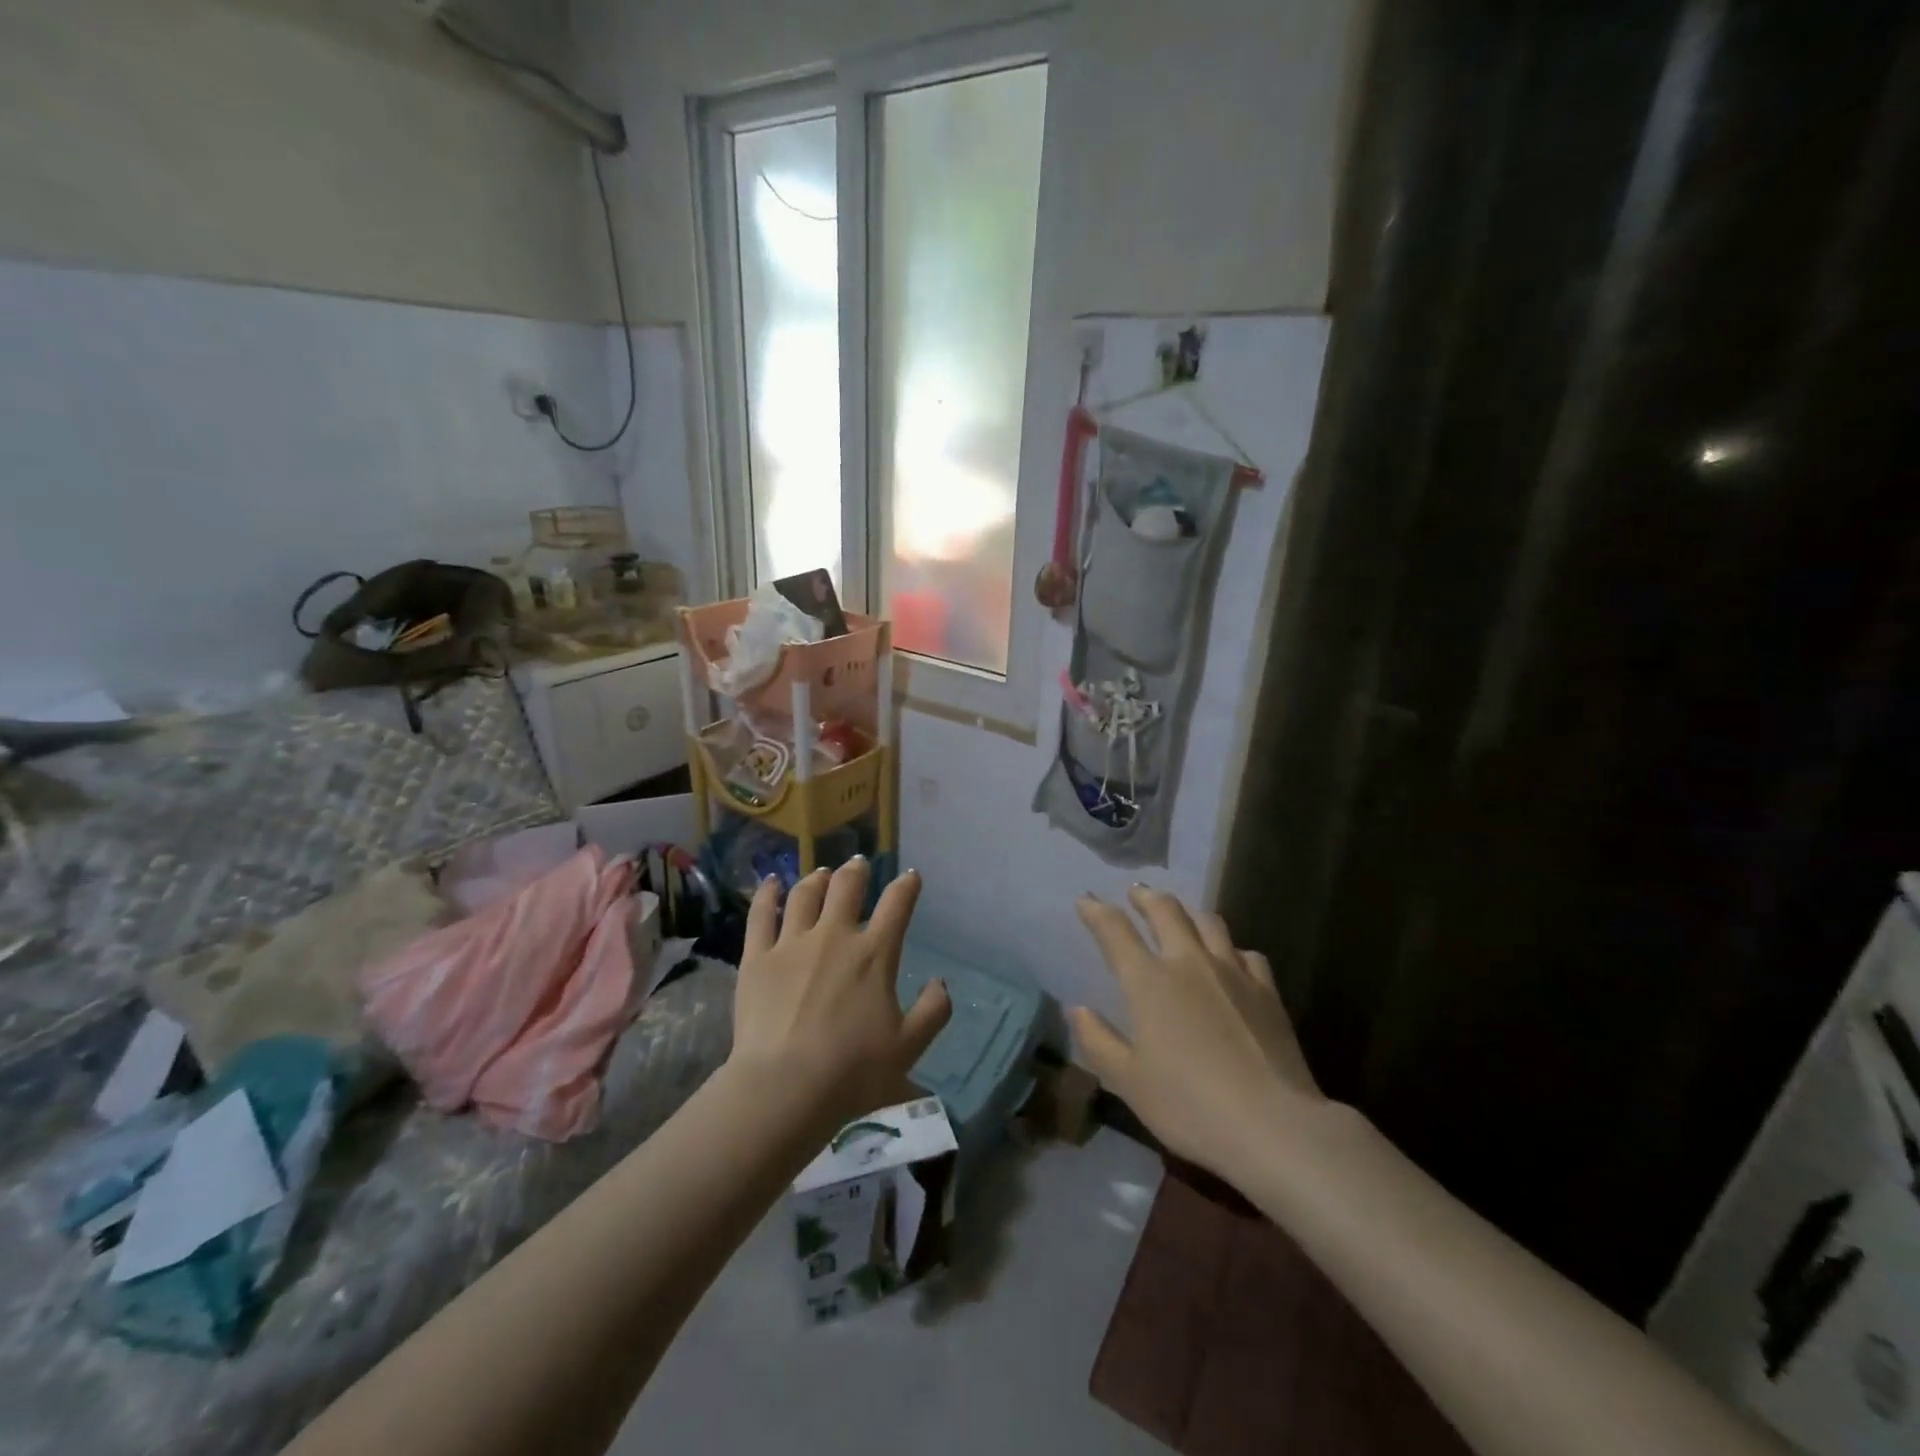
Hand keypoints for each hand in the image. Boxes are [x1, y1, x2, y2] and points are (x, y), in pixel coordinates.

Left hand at [729, 859, 951, 1128]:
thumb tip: (940, 982)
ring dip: (818, 878)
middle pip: (847, 887)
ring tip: (822, 873)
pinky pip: (761, 914)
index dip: (906, 885)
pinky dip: (767, 893)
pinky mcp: (757, 957)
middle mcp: (834, 936)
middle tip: (859, 865)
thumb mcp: (909, 1048)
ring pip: (805, 894)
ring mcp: (792, 943)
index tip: (911, 876)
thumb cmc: (851, 1071)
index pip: (896, 904)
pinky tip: (771, 882)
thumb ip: (933, 1011)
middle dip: (857, 871)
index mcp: (874, 955)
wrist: (784, 1087)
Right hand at [1071, 886, 1323, 1178]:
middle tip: (1135, 893)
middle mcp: (1189, 963)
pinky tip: (1231, 959)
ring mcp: (1233, 972)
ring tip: (1180, 915)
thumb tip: (1077, 1009)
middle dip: (1145, 897)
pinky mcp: (1267, 991)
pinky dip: (1230, 948)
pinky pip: (1246, 953)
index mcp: (1149, 981)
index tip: (1085, 900)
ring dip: (1187, 912)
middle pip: (1165, 910)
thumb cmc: (1189, 1105)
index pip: (1115, 930)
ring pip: (1208, 922)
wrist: (1274, 1125)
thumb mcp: (1129, 1082)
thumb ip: (1098, 1041)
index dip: (1096, 911)